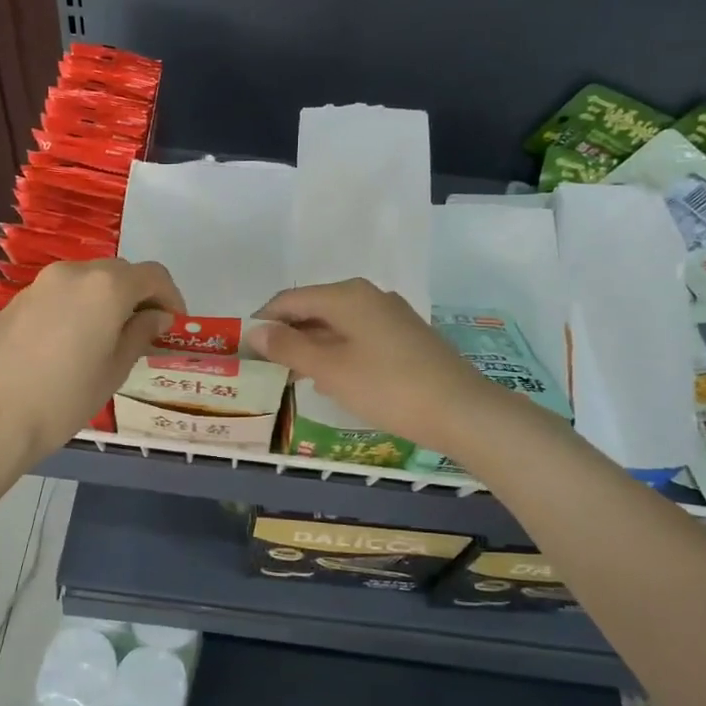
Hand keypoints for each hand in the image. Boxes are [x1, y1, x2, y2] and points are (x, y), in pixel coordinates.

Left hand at [0, 258, 183, 466]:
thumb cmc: (63, 398)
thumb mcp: (114, 370)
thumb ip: (140, 334)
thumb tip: (156, 316)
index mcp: (106, 286)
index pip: (153, 275)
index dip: (171, 297)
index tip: (174, 324)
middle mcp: (74, 273)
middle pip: (119, 273)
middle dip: (139, 296)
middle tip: (145, 331)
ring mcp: (41, 284)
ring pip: (88, 280)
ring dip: (107, 300)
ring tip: (110, 338)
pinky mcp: (17, 301)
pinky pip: (61, 294)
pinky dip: (79, 307)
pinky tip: (73, 342)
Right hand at [249, 279, 501, 451]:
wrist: (461, 410)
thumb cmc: (387, 387)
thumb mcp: (329, 369)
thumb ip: (288, 346)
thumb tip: (255, 330)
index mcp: (346, 295)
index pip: (290, 299)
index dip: (263, 321)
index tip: (244, 348)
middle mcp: (368, 295)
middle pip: (314, 309)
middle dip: (287, 335)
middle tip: (265, 367)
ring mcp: (390, 315)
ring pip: (336, 324)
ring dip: (311, 346)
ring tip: (292, 377)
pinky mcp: (405, 336)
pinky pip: (358, 336)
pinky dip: (337, 352)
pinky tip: (332, 379)